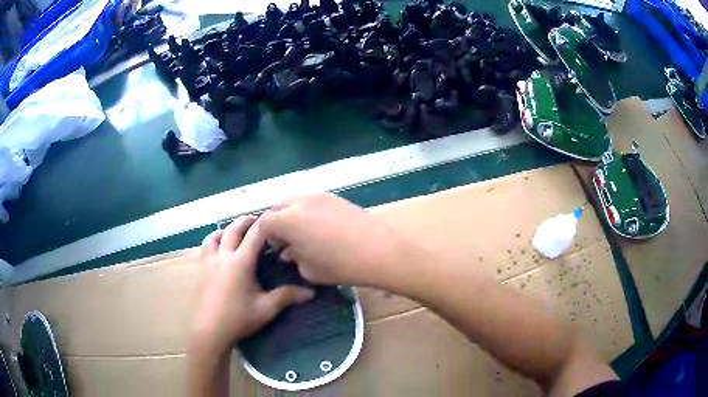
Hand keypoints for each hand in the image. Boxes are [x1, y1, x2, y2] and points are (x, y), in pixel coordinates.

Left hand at [193, 216, 313, 349]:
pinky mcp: (203, 269)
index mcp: (241, 262)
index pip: (255, 234)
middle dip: (247, 220)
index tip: (277, 220)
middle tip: (259, 220)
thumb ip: (287, 296)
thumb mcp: (266, 308)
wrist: (211, 330)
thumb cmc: (239, 318)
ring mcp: (210, 261)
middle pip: (234, 229)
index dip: (266, 224)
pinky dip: (215, 240)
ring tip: (237, 232)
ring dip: (227, 229)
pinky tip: (220, 248)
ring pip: (216, 235)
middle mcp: (224, 256)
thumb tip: (312, 292)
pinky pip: (207, 246)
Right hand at [259, 193, 410, 286]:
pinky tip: (320, 227)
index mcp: (287, 220)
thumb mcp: (308, 270)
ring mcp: (319, 196)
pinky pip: (312, 201)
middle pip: (278, 206)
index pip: (264, 223)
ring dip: (292, 214)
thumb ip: (293, 258)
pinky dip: (308, 211)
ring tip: (303, 232)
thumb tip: (289, 251)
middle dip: (276, 221)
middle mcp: (299, 202)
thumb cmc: (339, 265)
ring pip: (295, 200)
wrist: (378, 249)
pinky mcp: (335, 197)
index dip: (266, 236)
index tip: (276, 249)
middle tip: (285, 239)